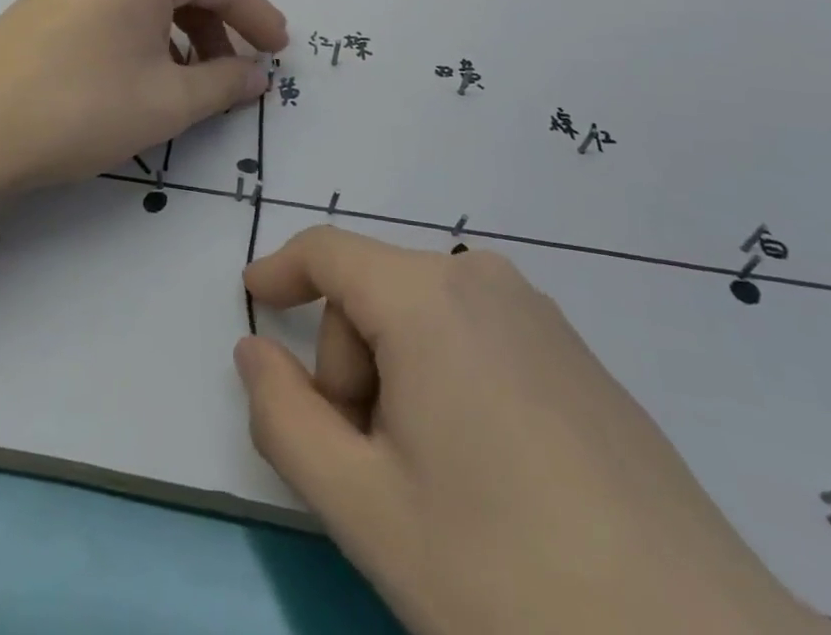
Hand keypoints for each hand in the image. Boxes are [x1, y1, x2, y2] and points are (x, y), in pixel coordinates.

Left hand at [0, 0, 287, 195]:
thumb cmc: (82, 108)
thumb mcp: (168, 102)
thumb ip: (225, 82)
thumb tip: (257, 76)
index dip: (257, 18)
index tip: (281, 50)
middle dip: (218, 27)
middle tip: (239, 71)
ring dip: (182, 29)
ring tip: (194, 78)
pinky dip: (146, 25)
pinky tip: (149, 65)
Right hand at [235, 229, 830, 634]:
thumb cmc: (507, 578)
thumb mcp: (363, 507)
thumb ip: (284, 418)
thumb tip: (254, 352)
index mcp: (428, 298)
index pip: (329, 252)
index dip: (280, 269)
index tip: (253, 298)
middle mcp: (483, 282)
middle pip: (375, 295)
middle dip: (350, 367)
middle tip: (371, 468)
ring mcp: (540, 316)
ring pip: (424, 319)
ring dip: (397, 379)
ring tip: (430, 482)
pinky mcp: (577, 357)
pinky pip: (477, 338)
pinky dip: (446, 381)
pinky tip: (485, 474)